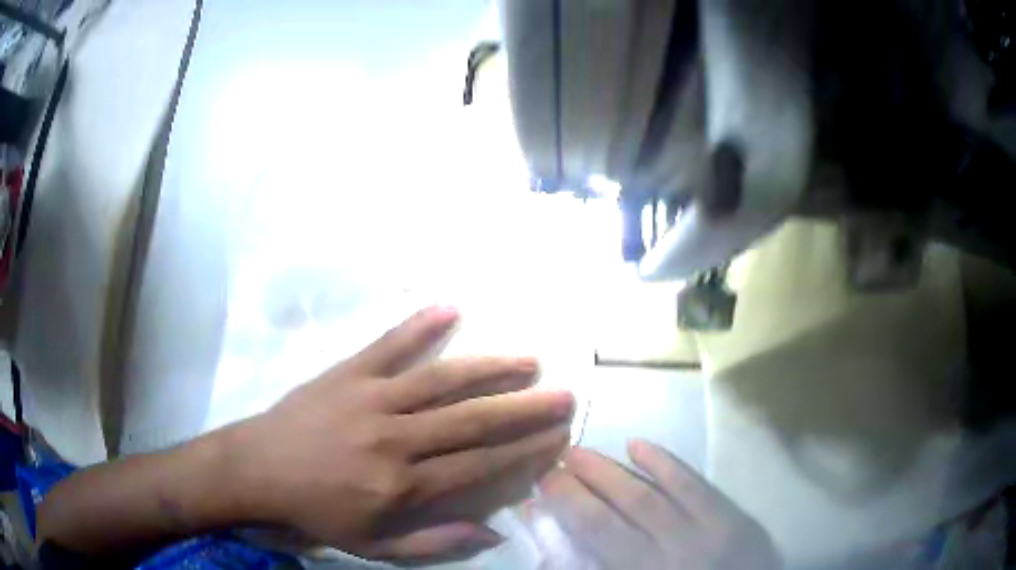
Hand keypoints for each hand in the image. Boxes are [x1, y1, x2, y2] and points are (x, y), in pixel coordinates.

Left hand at [229, 306, 574, 563]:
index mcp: (402, 486)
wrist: (256, 470)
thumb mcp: (374, 546)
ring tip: (527, 361)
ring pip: (441, 380)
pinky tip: (451, 308)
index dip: (523, 452)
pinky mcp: (347, 373)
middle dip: (524, 409)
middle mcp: (394, 439)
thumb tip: (493, 532)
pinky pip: (388, 345)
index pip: (479, 466)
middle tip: (563, 395)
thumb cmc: (316, 512)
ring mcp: (370, 399)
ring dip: (489, 368)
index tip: (556, 438)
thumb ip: (434, 542)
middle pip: (472, 421)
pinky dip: (419, 325)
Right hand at [537, 441, 779, 569]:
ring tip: (579, 451)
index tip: (542, 485)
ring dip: (613, 470)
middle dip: (583, 483)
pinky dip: (665, 463)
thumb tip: (558, 540)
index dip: (568, 506)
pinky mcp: (732, 517)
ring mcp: (708, 530)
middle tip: (553, 461)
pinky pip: (695, 485)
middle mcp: (674, 551)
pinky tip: (637, 445)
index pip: (599, 534)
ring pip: (653, 494)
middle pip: (623, 509)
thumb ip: (594, 567)